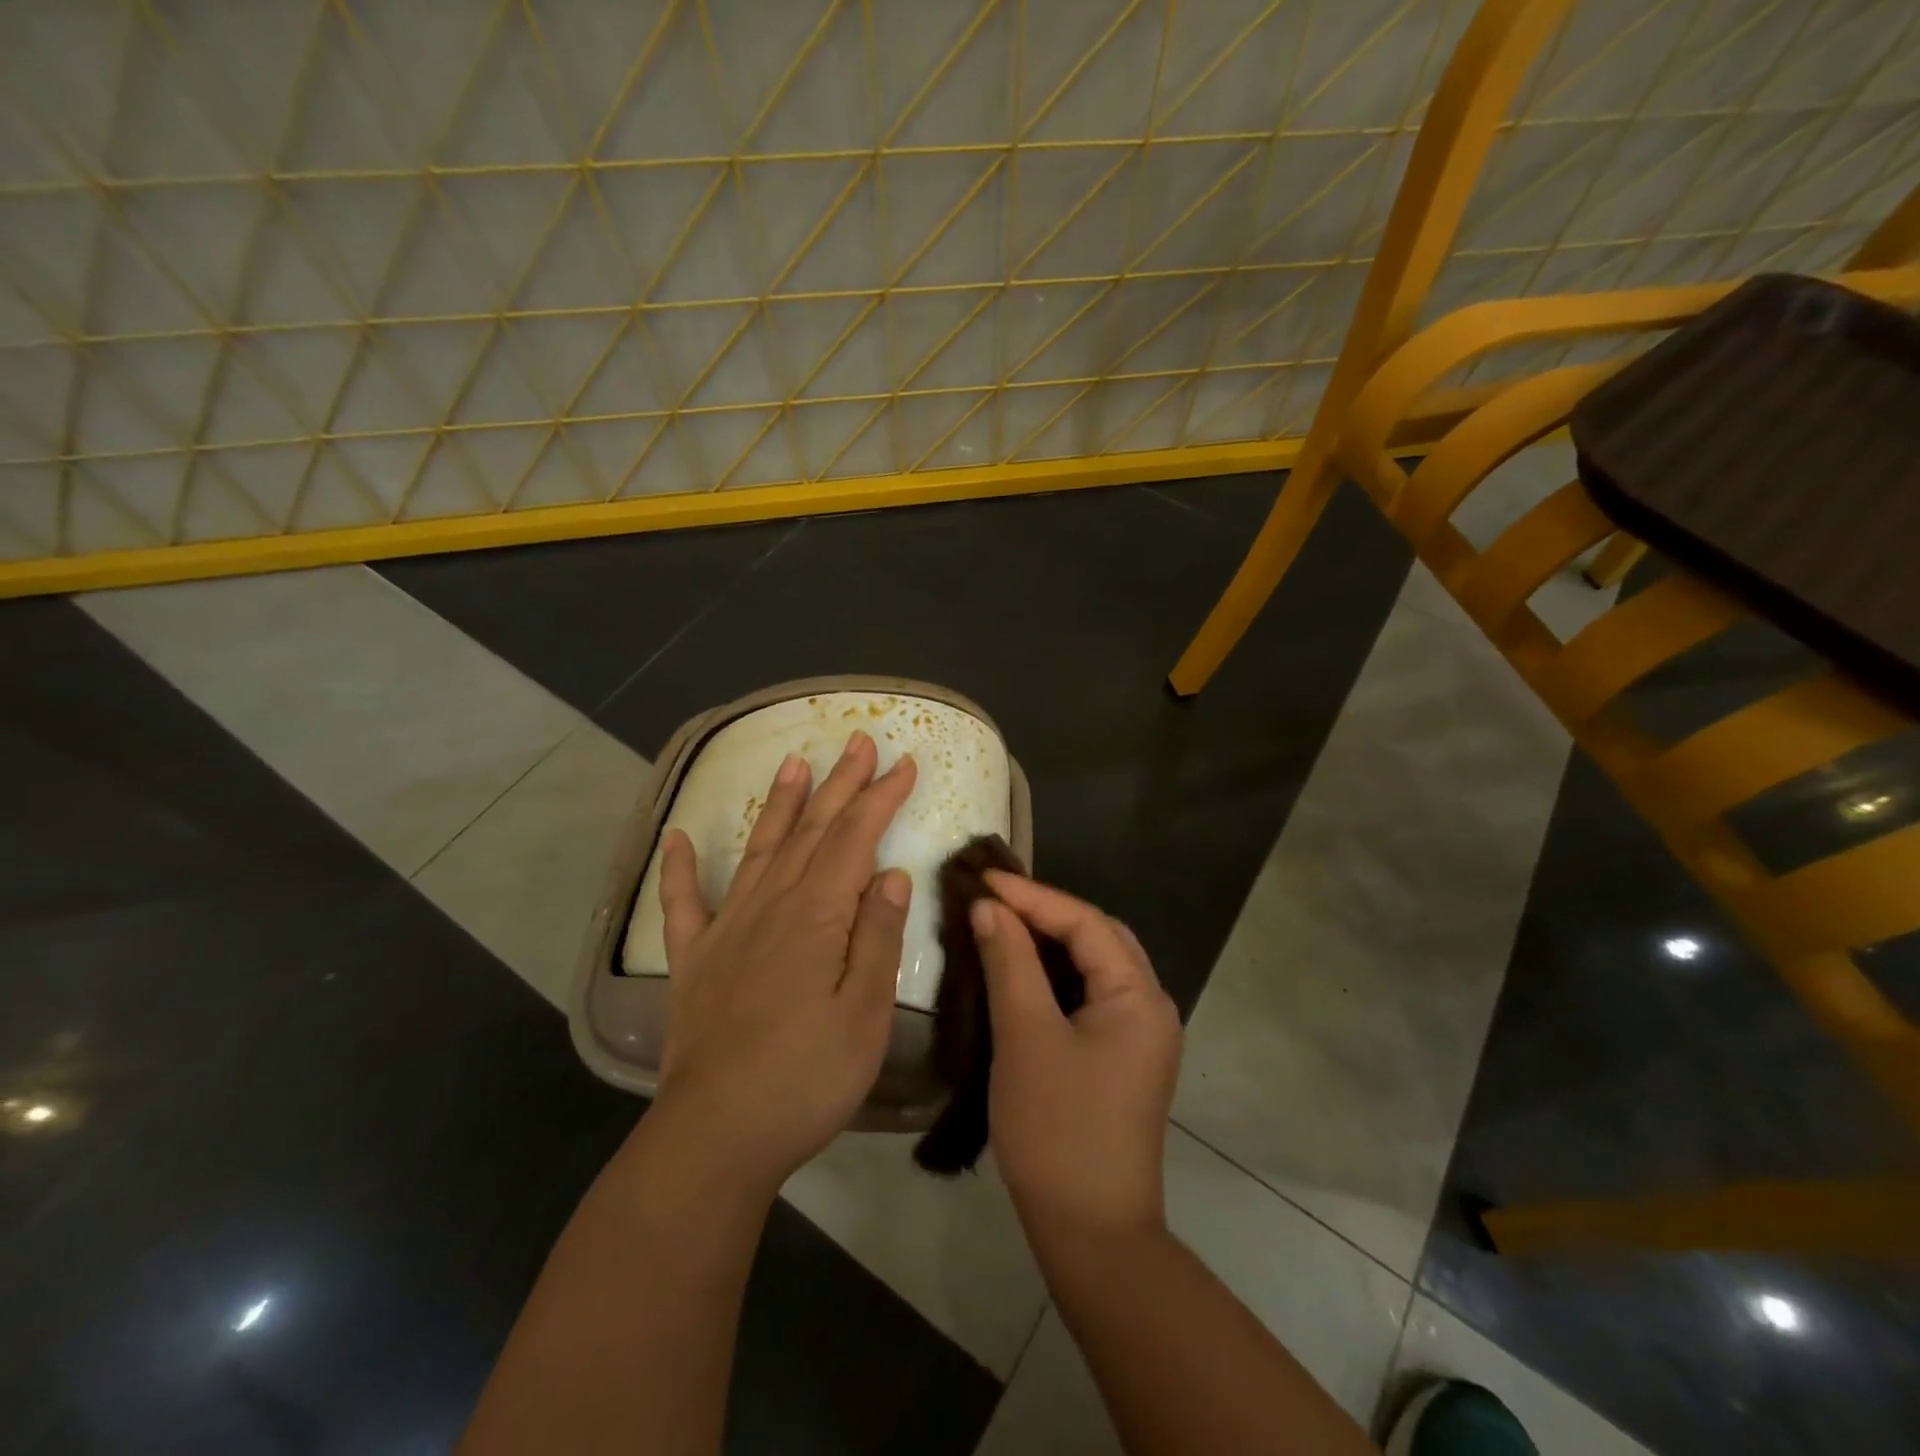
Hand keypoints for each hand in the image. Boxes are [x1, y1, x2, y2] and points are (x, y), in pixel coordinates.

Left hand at [652, 731, 916, 1196]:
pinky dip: (680, 868)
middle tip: (858, 740)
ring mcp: (727, 929)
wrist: (716, 1134)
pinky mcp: (694, 959)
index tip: (904, 762)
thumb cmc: (807, 1077)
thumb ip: (877, 937)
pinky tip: (678, 838)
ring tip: (792, 761)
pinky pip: (683, 903)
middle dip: (840, 783)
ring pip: (760, 849)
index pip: (856, 838)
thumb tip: (889, 873)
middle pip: (812, 830)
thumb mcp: (865, 1012)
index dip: (881, 796)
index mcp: (817, 916)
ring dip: (779, 804)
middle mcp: (771, 906)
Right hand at [973, 875, 1181, 1240]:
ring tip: (1004, 923)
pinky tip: (1023, 971)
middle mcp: (1151, 1006)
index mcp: (1139, 996)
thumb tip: (990, 908)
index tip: (984, 879)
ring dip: (1052, 941)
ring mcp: (1140, 1034)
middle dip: (1047, 912)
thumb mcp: (1025, 1037)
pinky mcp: (1123, 1056)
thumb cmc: (1057, 1129)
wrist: (1091, 1234)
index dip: (1033, 896)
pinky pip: (1090, 993)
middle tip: (995, 899)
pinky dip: (1057, 973)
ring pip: (1095, 965)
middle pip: (1098, 937)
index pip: (1086, 923)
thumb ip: (1010, 962)